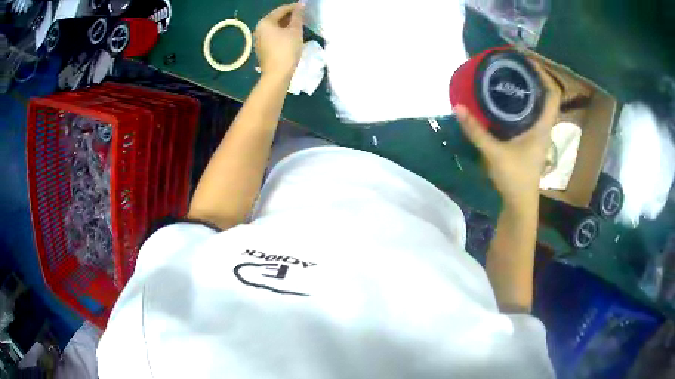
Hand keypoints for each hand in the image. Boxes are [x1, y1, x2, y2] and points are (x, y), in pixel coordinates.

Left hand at [254, 3, 304, 79]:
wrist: (277, 75)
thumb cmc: (287, 49)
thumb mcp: (295, 30)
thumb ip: (298, 16)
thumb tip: (301, 4)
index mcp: (265, 22)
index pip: (281, 10)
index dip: (295, 8)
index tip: (306, 8)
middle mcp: (258, 29)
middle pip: (276, 18)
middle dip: (290, 17)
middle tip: (303, 17)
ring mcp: (258, 40)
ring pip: (275, 28)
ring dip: (287, 26)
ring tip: (299, 26)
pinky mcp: (262, 49)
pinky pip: (273, 37)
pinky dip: (282, 34)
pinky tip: (291, 37)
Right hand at [455, 62, 561, 208]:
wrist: (520, 203)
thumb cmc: (515, 178)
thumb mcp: (494, 153)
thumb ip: (476, 131)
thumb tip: (457, 107)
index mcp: (542, 127)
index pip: (553, 95)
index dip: (544, 75)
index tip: (528, 61)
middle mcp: (544, 128)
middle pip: (547, 97)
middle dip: (535, 79)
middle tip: (516, 66)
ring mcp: (539, 135)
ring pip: (540, 107)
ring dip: (530, 91)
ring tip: (512, 77)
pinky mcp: (532, 141)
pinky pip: (532, 116)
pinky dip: (524, 104)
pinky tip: (509, 102)